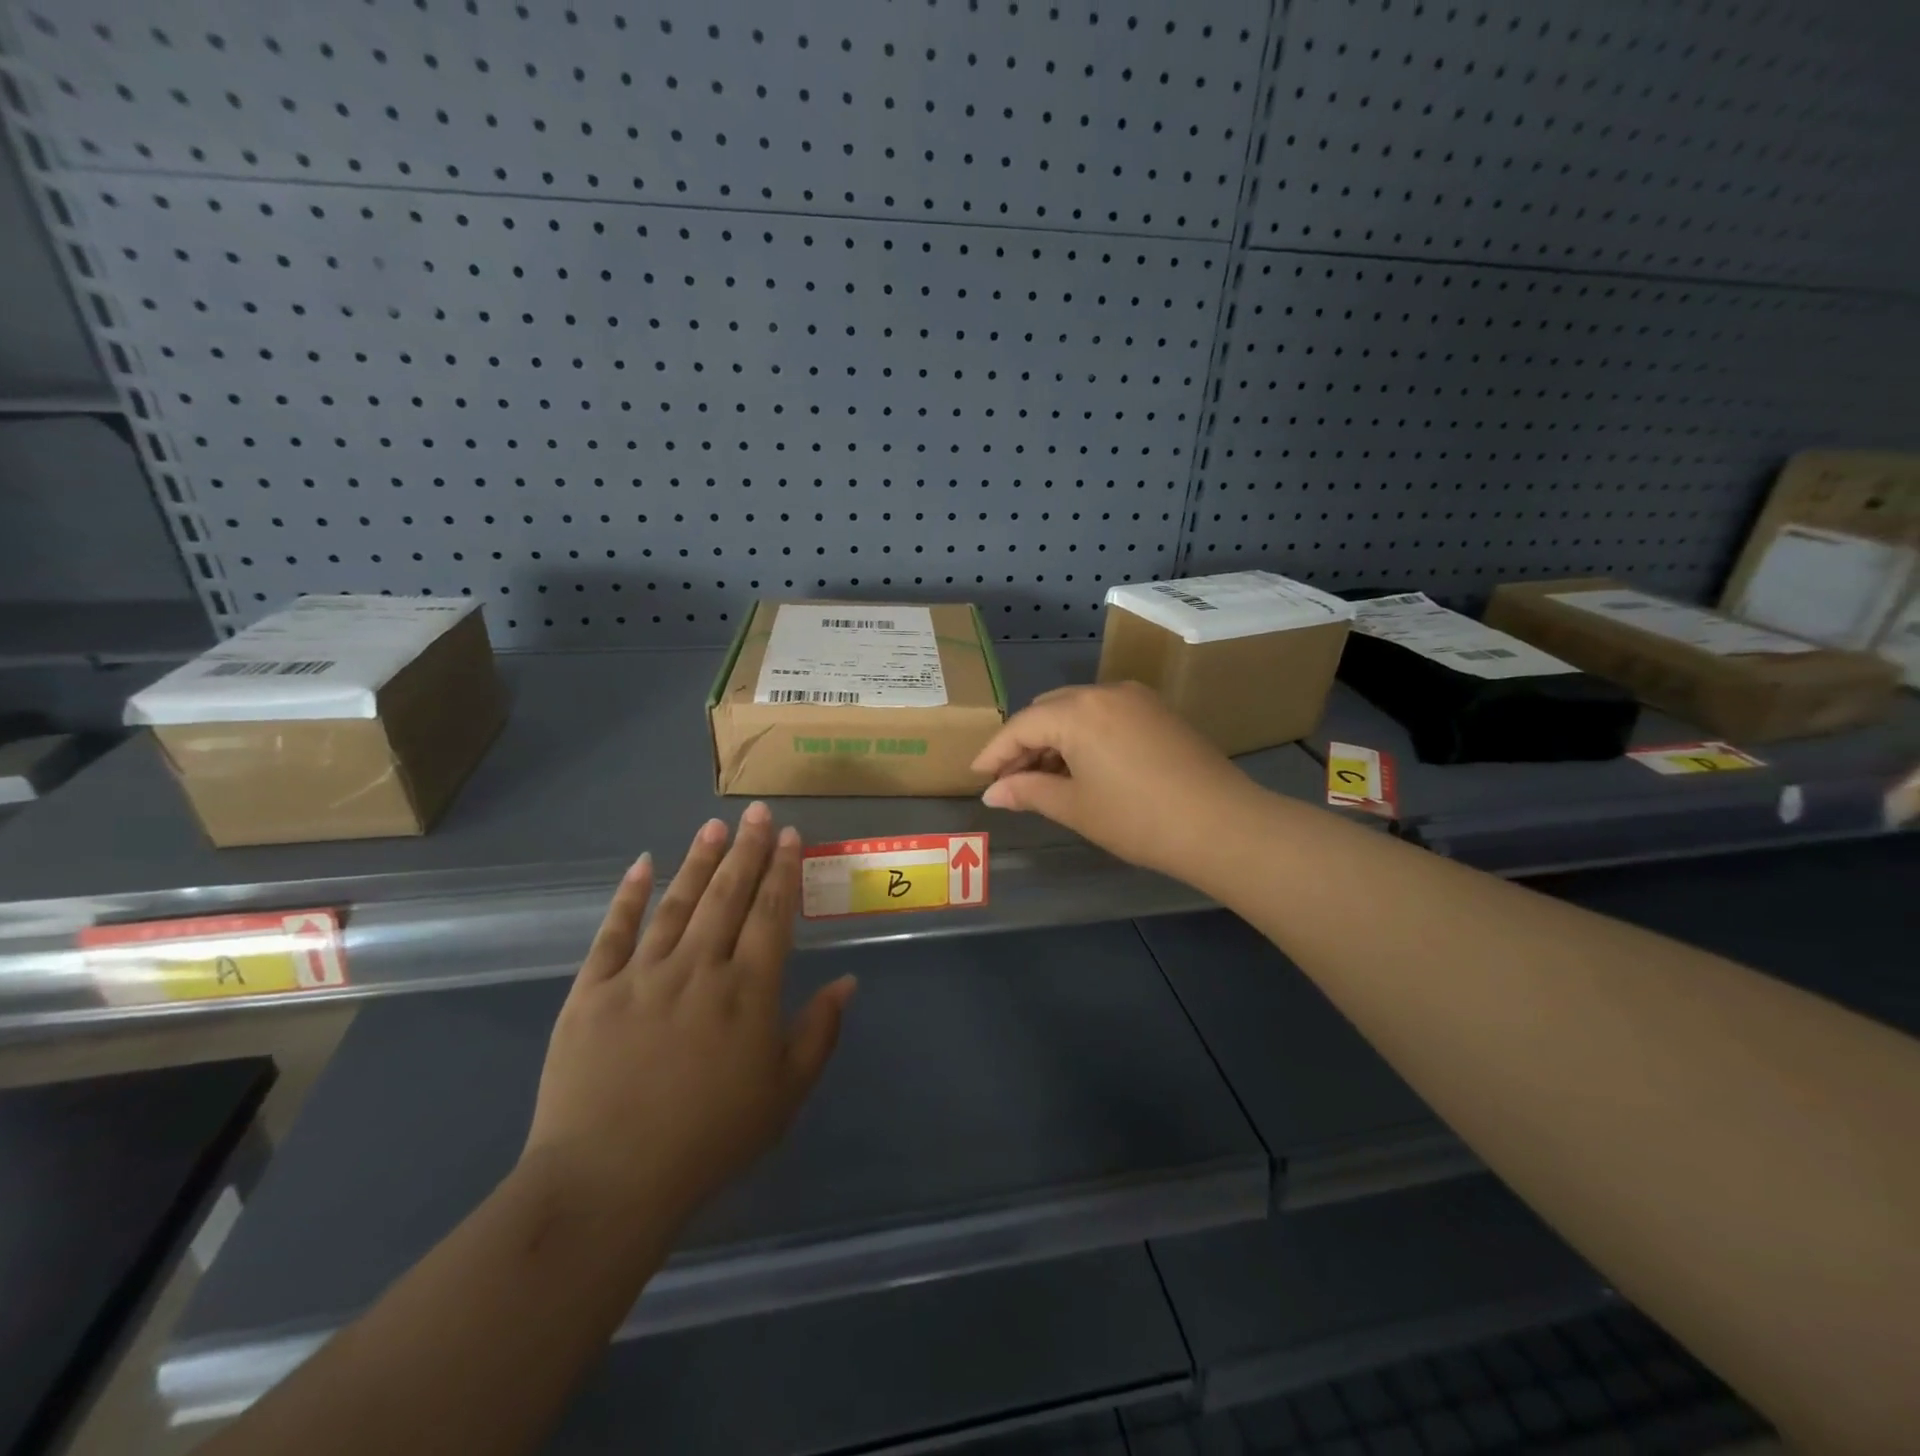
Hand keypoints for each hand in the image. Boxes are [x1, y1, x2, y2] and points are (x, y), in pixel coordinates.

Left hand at [521, 804, 855, 1233]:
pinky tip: (643, 864)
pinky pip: (614, 931)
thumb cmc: (709, 1140)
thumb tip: (848, 982)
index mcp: (748, 991)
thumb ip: (819, 1033)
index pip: (771, 914)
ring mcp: (642, 974)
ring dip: (699, 861)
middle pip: (728, 896)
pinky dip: (630, 895)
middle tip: (758, 813)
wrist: (607, 1182)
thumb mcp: (784, 1095)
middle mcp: (699, 968)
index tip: (790, 836)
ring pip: (678, 903)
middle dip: (747, 850)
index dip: (782, 871)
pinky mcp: (592, 990)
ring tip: (715, 827)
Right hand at [971, 681, 1257, 875]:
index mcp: (1078, 711)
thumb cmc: (1138, 819)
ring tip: (1044, 779)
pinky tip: (1083, 767)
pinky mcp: (1159, 712)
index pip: (1022, 725)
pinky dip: (1085, 736)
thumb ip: (1028, 792)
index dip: (995, 752)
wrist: (1222, 825)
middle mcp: (1105, 692)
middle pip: (1049, 710)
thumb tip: (993, 792)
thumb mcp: (1075, 808)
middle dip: (1025, 743)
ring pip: (1078, 710)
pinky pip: (1106, 715)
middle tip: (1011, 781)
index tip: (978, 775)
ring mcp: (1137, 699)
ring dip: (1055, 739)